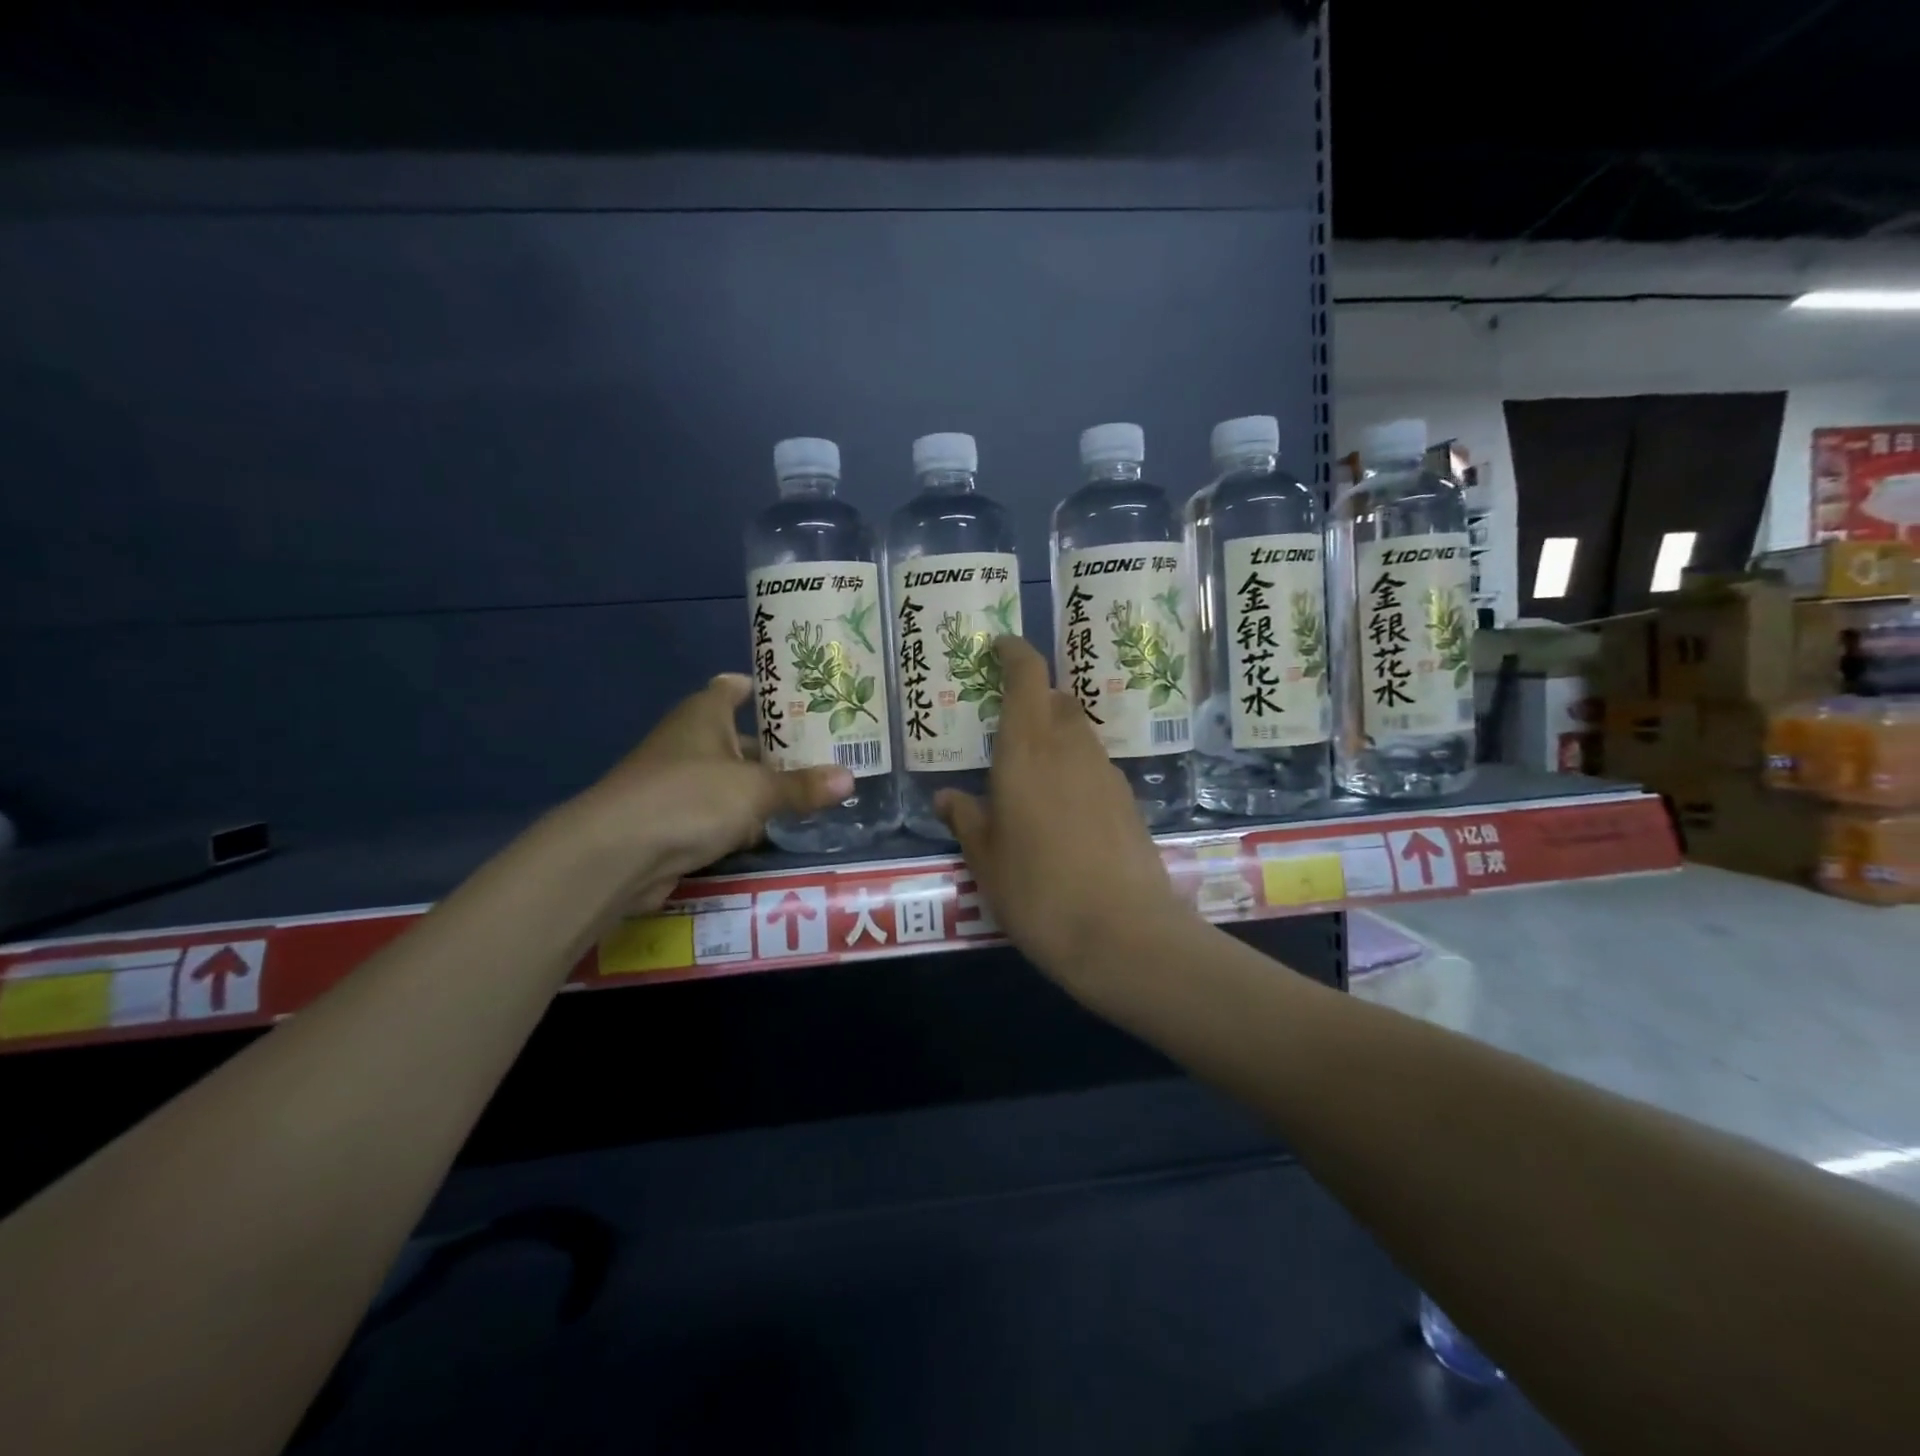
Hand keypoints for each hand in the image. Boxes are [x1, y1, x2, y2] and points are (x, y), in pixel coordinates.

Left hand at [575, 674, 851, 909]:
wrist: (617, 854)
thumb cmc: (690, 799)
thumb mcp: (756, 791)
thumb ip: (802, 787)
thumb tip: (850, 779)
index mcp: (704, 715)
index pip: (733, 687)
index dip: (763, 688)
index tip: (799, 696)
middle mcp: (689, 742)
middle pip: (740, 738)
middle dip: (778, 749)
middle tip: (825, 753)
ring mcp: (678, 783)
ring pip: (731, 780)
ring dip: (762, 790)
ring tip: (812, 794)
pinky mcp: (674, 822)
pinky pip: (719, 815)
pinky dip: (742, 822)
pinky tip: (773, 833)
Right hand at [935, 637, 1189, 984]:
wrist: (1123, 935)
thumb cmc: (1038, 891)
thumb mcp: (986, 860)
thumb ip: (966, 820)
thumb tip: (947, 797)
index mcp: (1028, 750)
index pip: (1028, 676)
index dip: (1015, 653)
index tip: (998, 648)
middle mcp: (1071, 748)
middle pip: (1056, 700)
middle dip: (1033, 699)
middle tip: (1004, 724)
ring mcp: (1106, 773)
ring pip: (1079, 732)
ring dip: (1055, 734)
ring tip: (1030, 772)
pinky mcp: (1129, 802)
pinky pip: (1095, 765)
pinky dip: (1075, 768)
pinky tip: (1062, 809)